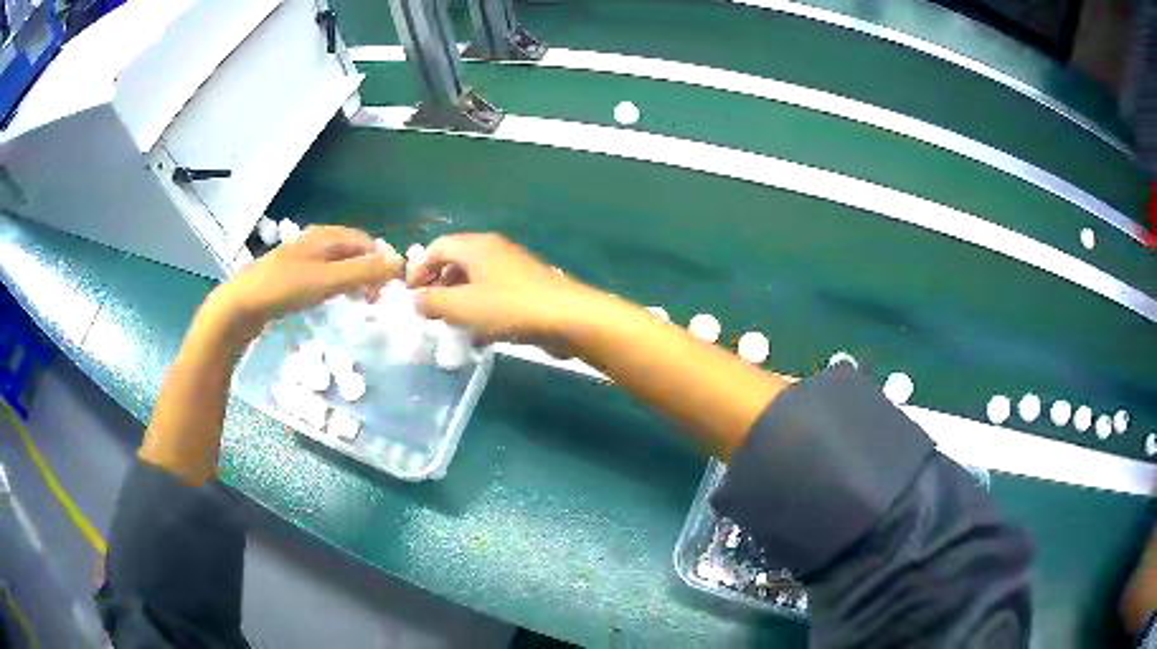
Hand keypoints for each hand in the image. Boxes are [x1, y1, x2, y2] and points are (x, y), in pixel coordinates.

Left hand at [212, 225, 402, 339]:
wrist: (240, 306)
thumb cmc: (283, 290)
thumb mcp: (327, 280)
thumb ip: (363, 271)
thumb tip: (399, 263)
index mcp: (325, 236)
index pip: (366, 242)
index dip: (382, 261)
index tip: (390, 289)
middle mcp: (315, 241)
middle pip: (352, 251)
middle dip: (369, 271)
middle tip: (376, 299)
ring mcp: (301, 258)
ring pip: (337, 263)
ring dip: (353, 279)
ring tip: (359, 302)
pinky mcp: (290, 276)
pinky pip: (323, 274)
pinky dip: (336, 285)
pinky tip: (332, 301)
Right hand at [408, 233, 597, 342]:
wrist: (567, 319)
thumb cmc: (509, 308)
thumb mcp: (462, 307)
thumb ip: (432, 302)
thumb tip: (415, 300)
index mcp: (476, 246)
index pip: (437, 247)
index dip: (418, 269)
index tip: (409, 296)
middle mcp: (494, 250)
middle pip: (456, 262)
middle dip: (438, 286)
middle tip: (429, 312)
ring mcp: (513, 269)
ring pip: (475, 280)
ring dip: (458, 301)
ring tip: (450, 327)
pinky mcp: (527, 289)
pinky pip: (493, 295)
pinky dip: (480, 310)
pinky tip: (478, 337)